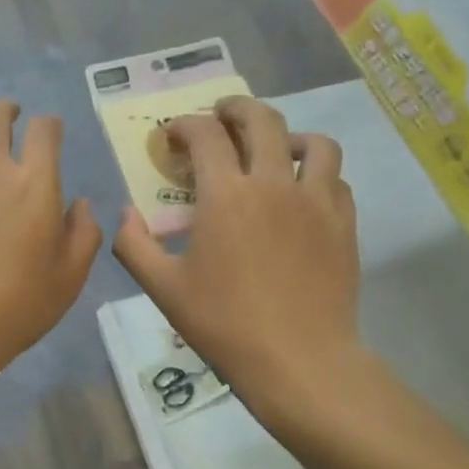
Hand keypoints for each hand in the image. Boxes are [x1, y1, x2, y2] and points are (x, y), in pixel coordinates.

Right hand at [113, 96, 379, 435]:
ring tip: (275, 148)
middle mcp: (274, 183)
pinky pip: (336, 180)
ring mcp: (316, 201)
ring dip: (288, 135)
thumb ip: (134, 244)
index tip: (171, 137)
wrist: (298, 360)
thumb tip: (124, 213)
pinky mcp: (344, 223)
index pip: (205, 135)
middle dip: (235, 109)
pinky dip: (318, 173)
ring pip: (314, 143)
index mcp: (226, 195)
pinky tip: (304, 192)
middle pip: (261, 120)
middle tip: (221, 115)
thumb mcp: (163, 289)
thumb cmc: (224, 324)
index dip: (183, 126)